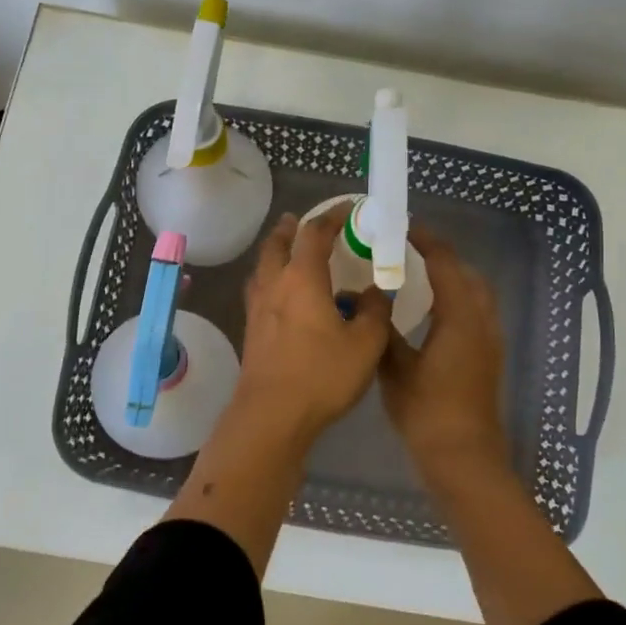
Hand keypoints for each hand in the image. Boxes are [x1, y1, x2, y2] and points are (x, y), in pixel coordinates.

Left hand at [234, 207, 391, 441]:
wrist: (271, 415)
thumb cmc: (321, 375)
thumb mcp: (366, 343)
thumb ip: (374, 311)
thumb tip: (374, 291)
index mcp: (303, 279)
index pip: (315, 233)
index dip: (332, 217)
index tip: (348, 209)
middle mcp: (274, 285)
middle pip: (277, 244)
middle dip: (291, 228)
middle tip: (301, 221)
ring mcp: (257, 308)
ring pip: (263, 267)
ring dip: (275, 252)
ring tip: (288, 252)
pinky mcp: (251, 331)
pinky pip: (259, 290)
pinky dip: (271, 278)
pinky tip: (282, 296)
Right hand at [379, 226, 508, 484]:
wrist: (464, 457)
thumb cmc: (427, 412)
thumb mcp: (395, 368)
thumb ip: (384, 330)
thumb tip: (372, 303)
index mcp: (460, 317)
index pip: (445, 264)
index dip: (426, 241)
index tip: (403, 227)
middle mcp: (481, 321)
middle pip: (467, 274)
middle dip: (441, 256)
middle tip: (408, 250)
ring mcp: (489, 340)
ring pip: (476, 293)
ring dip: (452, 277)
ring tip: (418, 275)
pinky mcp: (488, 357)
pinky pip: (476, 312)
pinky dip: (457, 299)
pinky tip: (431, 312)